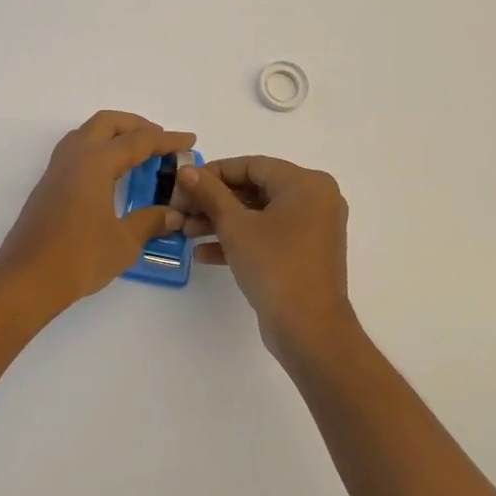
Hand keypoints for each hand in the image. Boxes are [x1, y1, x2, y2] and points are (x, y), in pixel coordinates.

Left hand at [0, 110, 194, 320]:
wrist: (26, 278)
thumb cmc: (79, 257)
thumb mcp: (124, 242)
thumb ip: (150, 222)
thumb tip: (173, 214)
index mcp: (95, 162)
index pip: (138, 141)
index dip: (167, 140)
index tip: (189, 140)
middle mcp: (74, 156)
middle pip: (107, 123)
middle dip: (137, 126)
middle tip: (160, 142)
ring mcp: (56, 169)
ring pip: (87, 133)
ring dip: (114, 135)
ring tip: (137, 154)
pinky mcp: (48, 185)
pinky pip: (76, 151)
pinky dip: (98, 150)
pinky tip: (110, 175)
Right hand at [175, 155, 356, 360]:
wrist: (309, 329)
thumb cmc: (274, 265)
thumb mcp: (235, 225)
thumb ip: (209, 193)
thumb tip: (187, 170)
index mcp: (306, 184)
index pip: (251, 165)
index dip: (213, 173)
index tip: (183, 184)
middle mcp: (315, 200)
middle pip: (254, 189)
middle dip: (214, 201)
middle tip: (181, 210)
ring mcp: (312, 229)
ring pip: (258, 214)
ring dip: (221, 222)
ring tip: (185, 231)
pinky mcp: (304, 254)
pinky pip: (268, 236)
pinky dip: (239, 240)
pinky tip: (204, 253)